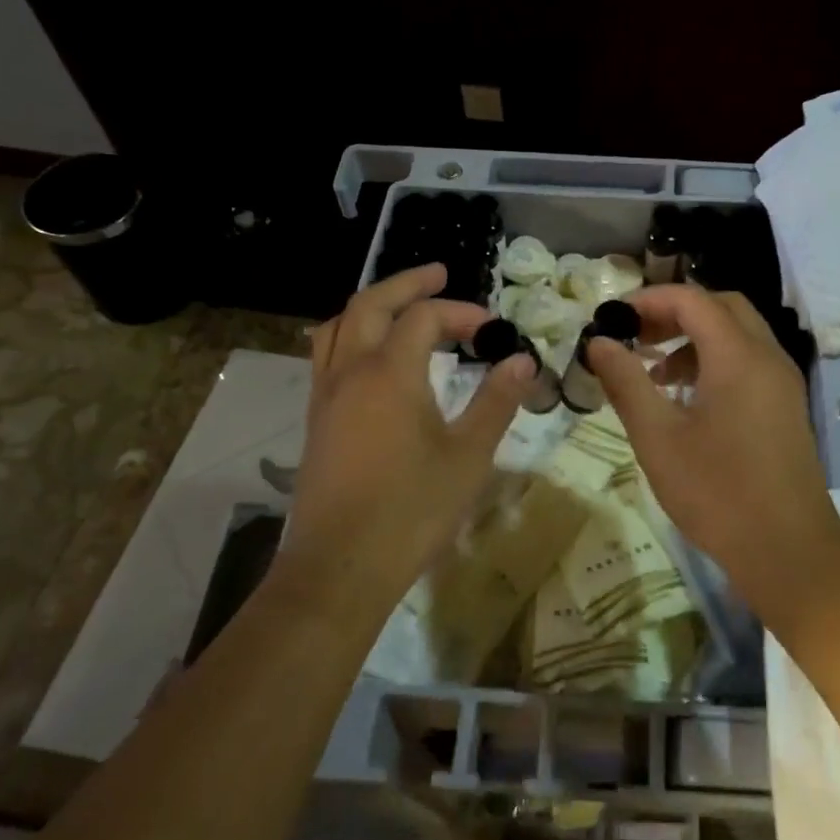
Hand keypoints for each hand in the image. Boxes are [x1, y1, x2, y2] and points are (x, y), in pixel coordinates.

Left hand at [280, 264, 535, 608]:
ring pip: (338, 327)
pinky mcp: (317, 421)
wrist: (342, 566)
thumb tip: (522, 362)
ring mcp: (326, 396)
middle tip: (439, 274)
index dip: (461, 312)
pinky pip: (327, 356)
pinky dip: (351, 336)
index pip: (425, 317)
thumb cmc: (413, 510)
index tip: (493, 328)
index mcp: (390, 372)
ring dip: (371, 306)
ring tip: (400, 308)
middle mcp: (350, 371)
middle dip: (407, 284)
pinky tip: (371, 359)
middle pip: (371, 304)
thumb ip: (496, 402)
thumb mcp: (468, 455)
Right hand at [586, 285, 839, 620]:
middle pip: (721, 308)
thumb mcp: (658, 437)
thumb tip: (598, 342)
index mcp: (739, 356)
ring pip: (738, 336)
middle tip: (635, 336)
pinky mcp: (786, 408)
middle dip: (674, 312)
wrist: (787, 550)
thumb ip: (626, 382)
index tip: (611, 318)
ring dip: (695, 338)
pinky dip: (715, 362)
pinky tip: (686, 399)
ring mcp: (783, 383)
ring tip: (654, 370)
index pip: (692, 299)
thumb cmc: (716, 492)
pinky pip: (749, 363)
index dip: (648, 299)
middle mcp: (768, 357)